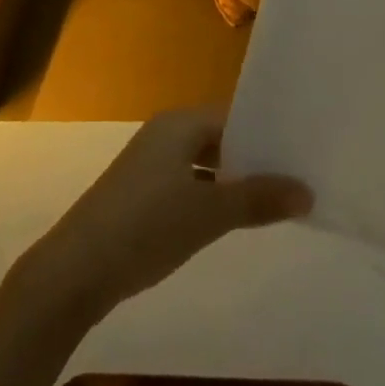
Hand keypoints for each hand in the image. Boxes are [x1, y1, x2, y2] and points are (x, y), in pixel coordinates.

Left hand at [22, 110, 311, 324]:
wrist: (77, 269)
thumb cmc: (146, 226)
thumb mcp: (208, 213)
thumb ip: (258, 199)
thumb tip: (307, 191)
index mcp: (178, 124)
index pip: (233, 116)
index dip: (267, 133)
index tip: (304, 150)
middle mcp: (164, 136)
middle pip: (220, 139)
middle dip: (255, 159)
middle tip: (300, 177)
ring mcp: (151, 166)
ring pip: (206, 165)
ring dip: (236, 181)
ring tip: (279, 200)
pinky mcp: (143, 196)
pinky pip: (190, 186)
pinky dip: (214, 197)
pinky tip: (237, 219)